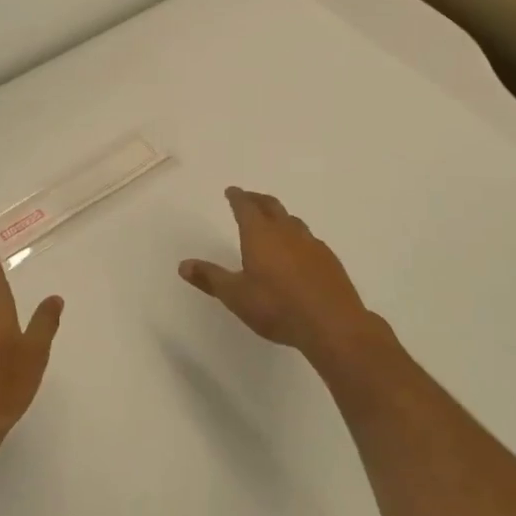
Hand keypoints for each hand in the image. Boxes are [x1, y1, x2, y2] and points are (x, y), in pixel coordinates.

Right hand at [180, 188, 385, 381]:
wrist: (332, 324)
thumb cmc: (277, 307)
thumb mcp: (235, 296)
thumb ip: (210, 278)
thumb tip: (183, 265)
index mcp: (259, 235)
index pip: (245, 207)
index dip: (237, 197)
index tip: (231, 191)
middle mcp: (286, 232)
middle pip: (271, 206)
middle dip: (257, 199)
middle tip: (248, 198)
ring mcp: (311, 244)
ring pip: (292, 221)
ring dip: (279, 216)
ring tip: (273, 222)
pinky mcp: (329, 260)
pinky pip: (308, 239)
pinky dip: (297, 236)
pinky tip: (298, 251)